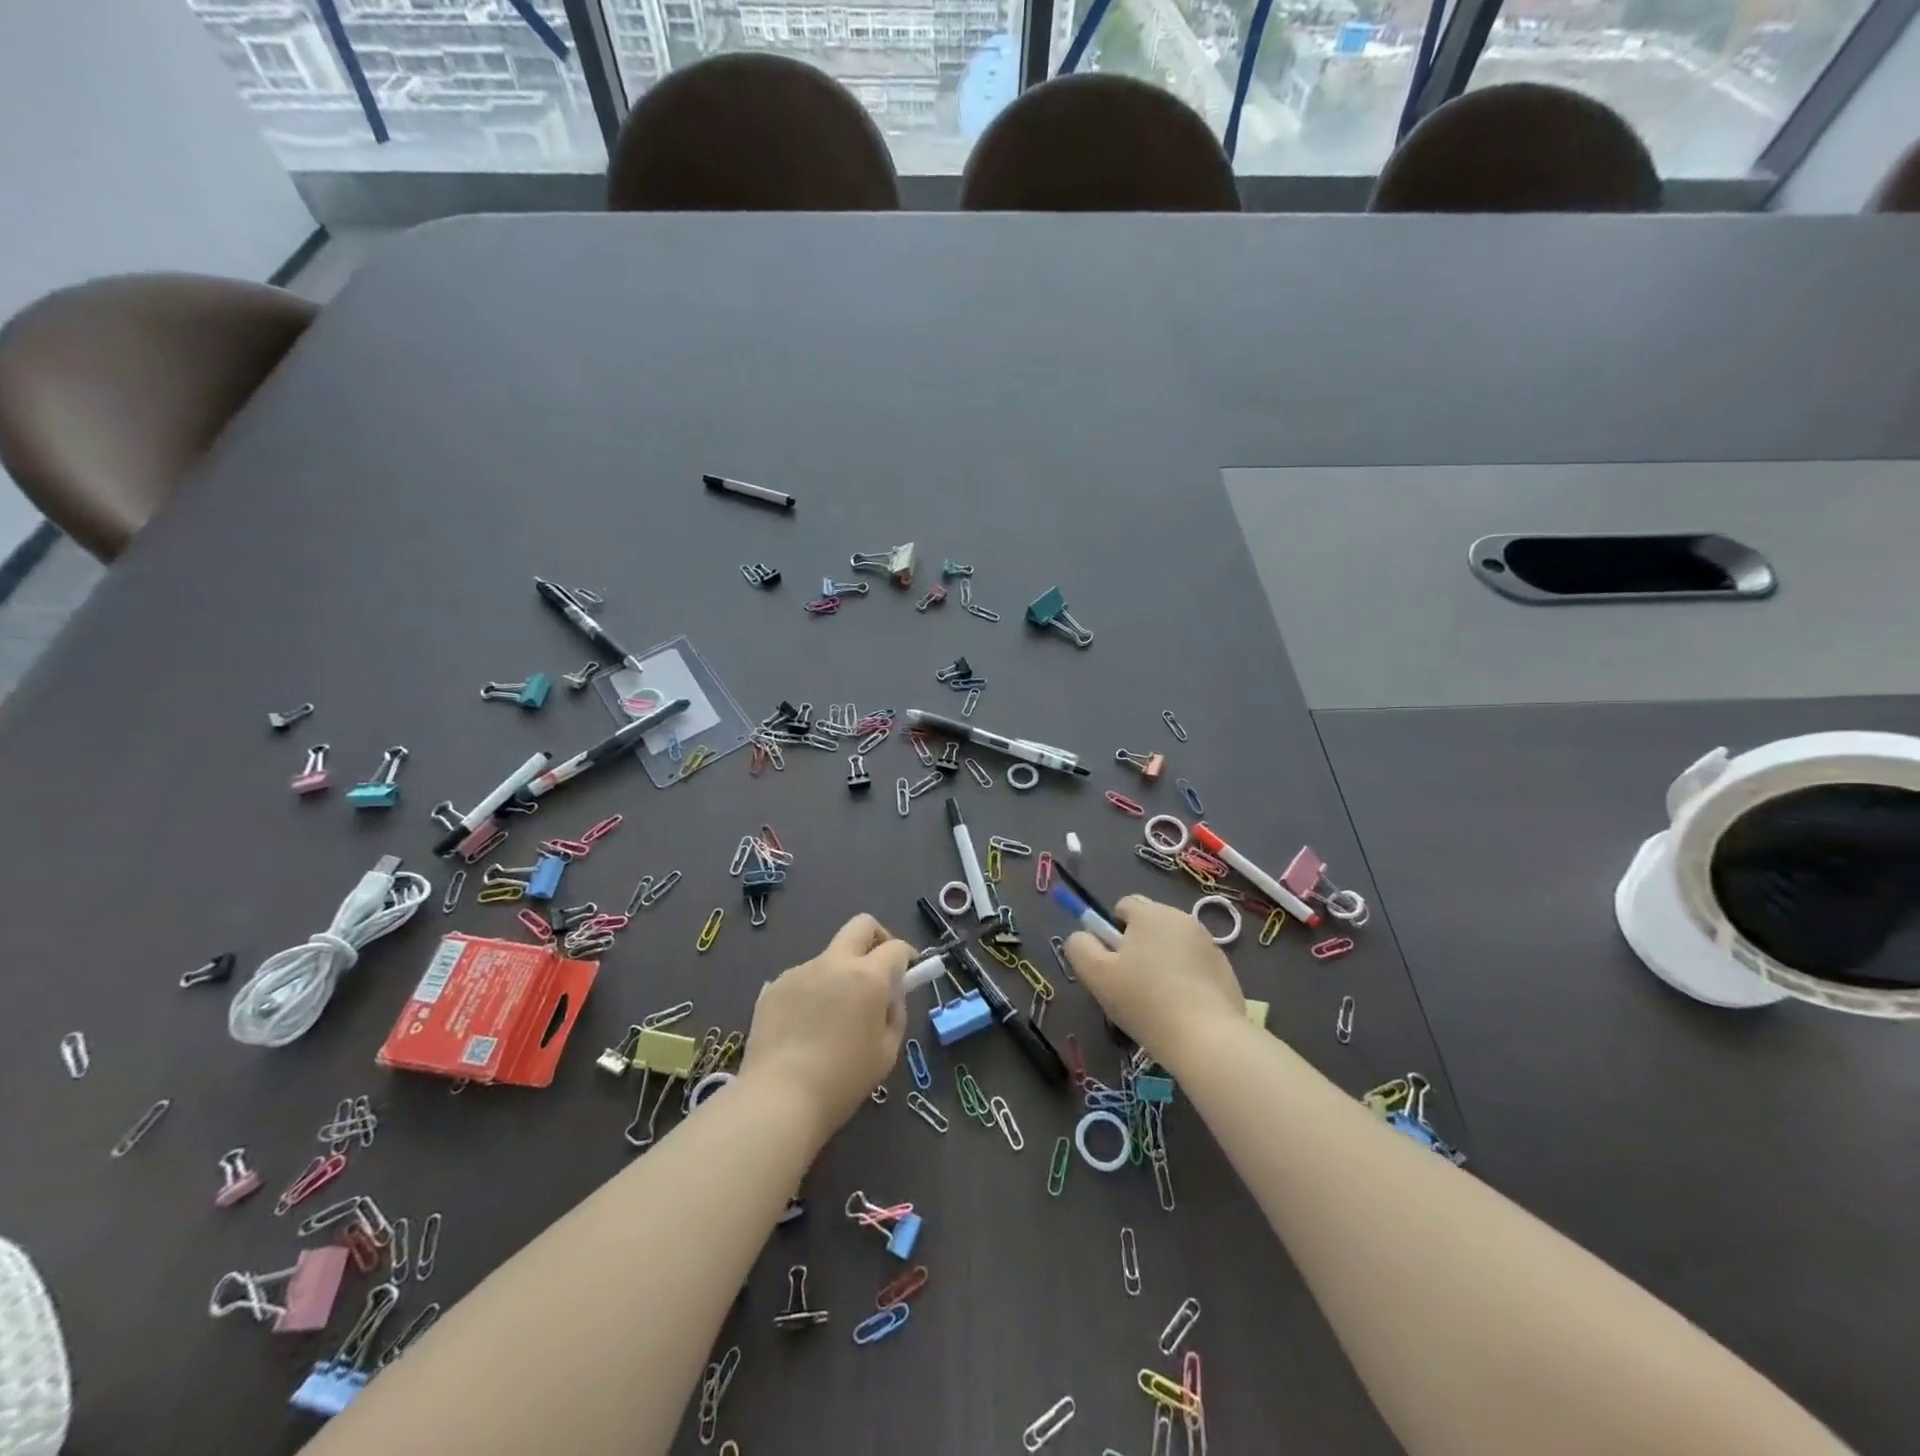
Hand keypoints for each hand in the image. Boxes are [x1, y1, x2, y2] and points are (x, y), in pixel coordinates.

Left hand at [739, 913, 910, 1144]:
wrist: (778, 1099)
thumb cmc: (842, 1080)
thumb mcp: (887, 1052)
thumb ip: (894, 1014)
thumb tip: (889, 996)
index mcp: (867, 976)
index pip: (895, 948)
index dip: (907, 957)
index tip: (909, 974)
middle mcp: (833, 963)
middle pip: (861, 925)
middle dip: (877, 938)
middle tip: (878, 970)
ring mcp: (800, 971)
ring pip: (829, 957)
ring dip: (840, 974)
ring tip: (832, 1017)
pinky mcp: (773, 986)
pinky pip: (803, 979)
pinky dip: (812, 993)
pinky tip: (805, 1027)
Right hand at [1066, 894, 1245, 1069]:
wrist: (1206, 1038)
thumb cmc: (1145, 1000)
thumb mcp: (1096, 975)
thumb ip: (1080, 947)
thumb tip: (1082, 936)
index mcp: (1150, 913)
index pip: (1124, 905)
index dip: (1111, 930)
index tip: (1112, 962)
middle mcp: (1182, 918)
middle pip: (1150, 923)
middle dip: (1137, 944)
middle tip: (1130, 982)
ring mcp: (1208, 943)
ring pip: (1173, 944)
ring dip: (1162, 960)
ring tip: (1157, 999)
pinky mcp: (1226, 969)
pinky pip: (1195, 964)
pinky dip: (1186, 978)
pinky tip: (1182, 1008)